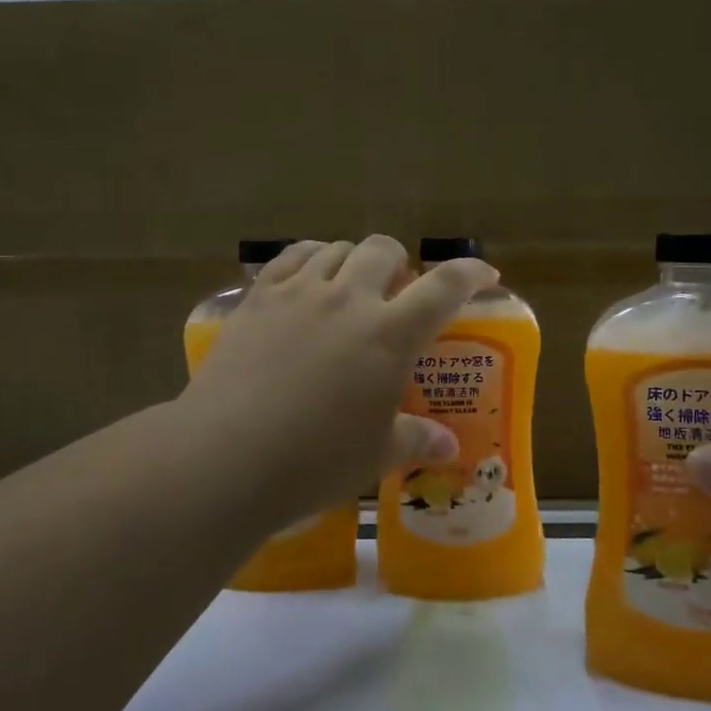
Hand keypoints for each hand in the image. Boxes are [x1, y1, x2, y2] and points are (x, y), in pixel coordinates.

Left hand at [180, 237, 498, 516]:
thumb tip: (449, 445)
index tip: (484, 274)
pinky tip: (307, 280)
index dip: (469, 274)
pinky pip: (291, 257)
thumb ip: (416, 439)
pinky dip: (310, 259)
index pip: (444, 287)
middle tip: (396, 293)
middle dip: (399, 263)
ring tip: (349, 287)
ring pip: (337, 249)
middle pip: (384, 250)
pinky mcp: (258, 298)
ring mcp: (299, 292)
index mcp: (390, 334)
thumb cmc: (315, 461)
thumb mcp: (376, 455)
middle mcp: (349, 298)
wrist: (227, 456)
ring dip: (353, 261)